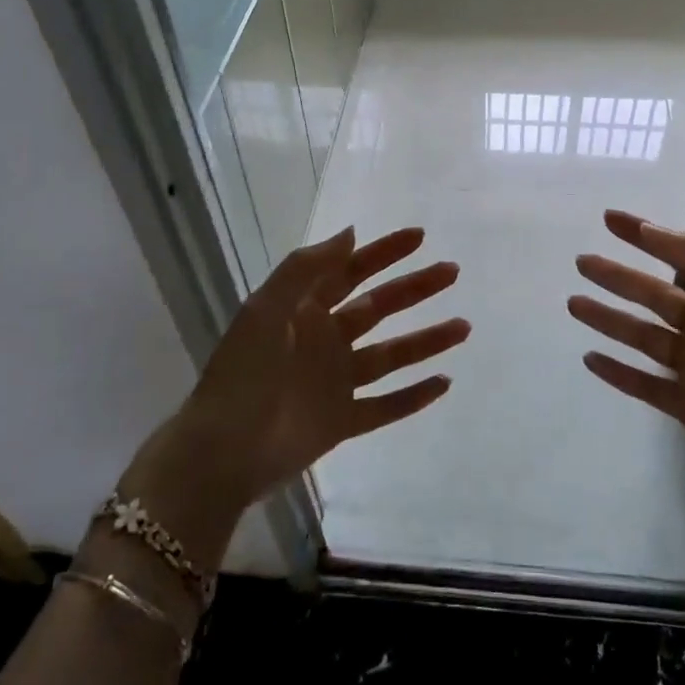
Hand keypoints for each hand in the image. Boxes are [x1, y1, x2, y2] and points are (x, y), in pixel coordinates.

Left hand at [117, 226, 468, 566]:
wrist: (221, 452)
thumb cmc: (242, 374)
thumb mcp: (266, 309)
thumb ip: (307, 269)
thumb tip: (351, 232)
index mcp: (304, 311)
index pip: (351, 271)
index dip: (383, 252)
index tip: (419, 237)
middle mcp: (325, 341)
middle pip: (379, 308)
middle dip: (414, 289)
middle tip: (452, 272)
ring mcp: (336, 383)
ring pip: (391, 356)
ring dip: (426, 341)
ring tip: (463, 327)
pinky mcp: (342, 423)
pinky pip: (385, 407)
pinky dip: (413, 398)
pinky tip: (444, 384)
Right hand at [569, 210, 684, 505]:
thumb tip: (652, 230)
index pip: (677, 255)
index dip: (644, 235)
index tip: (609, 218)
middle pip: (651, 294)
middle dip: (617, 277)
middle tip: (582, 262)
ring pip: (639, 335)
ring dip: (607, 319)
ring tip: (573, 303)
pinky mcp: (683, 403)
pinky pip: (641, 383)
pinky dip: (616, 371)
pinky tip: (589, 358)